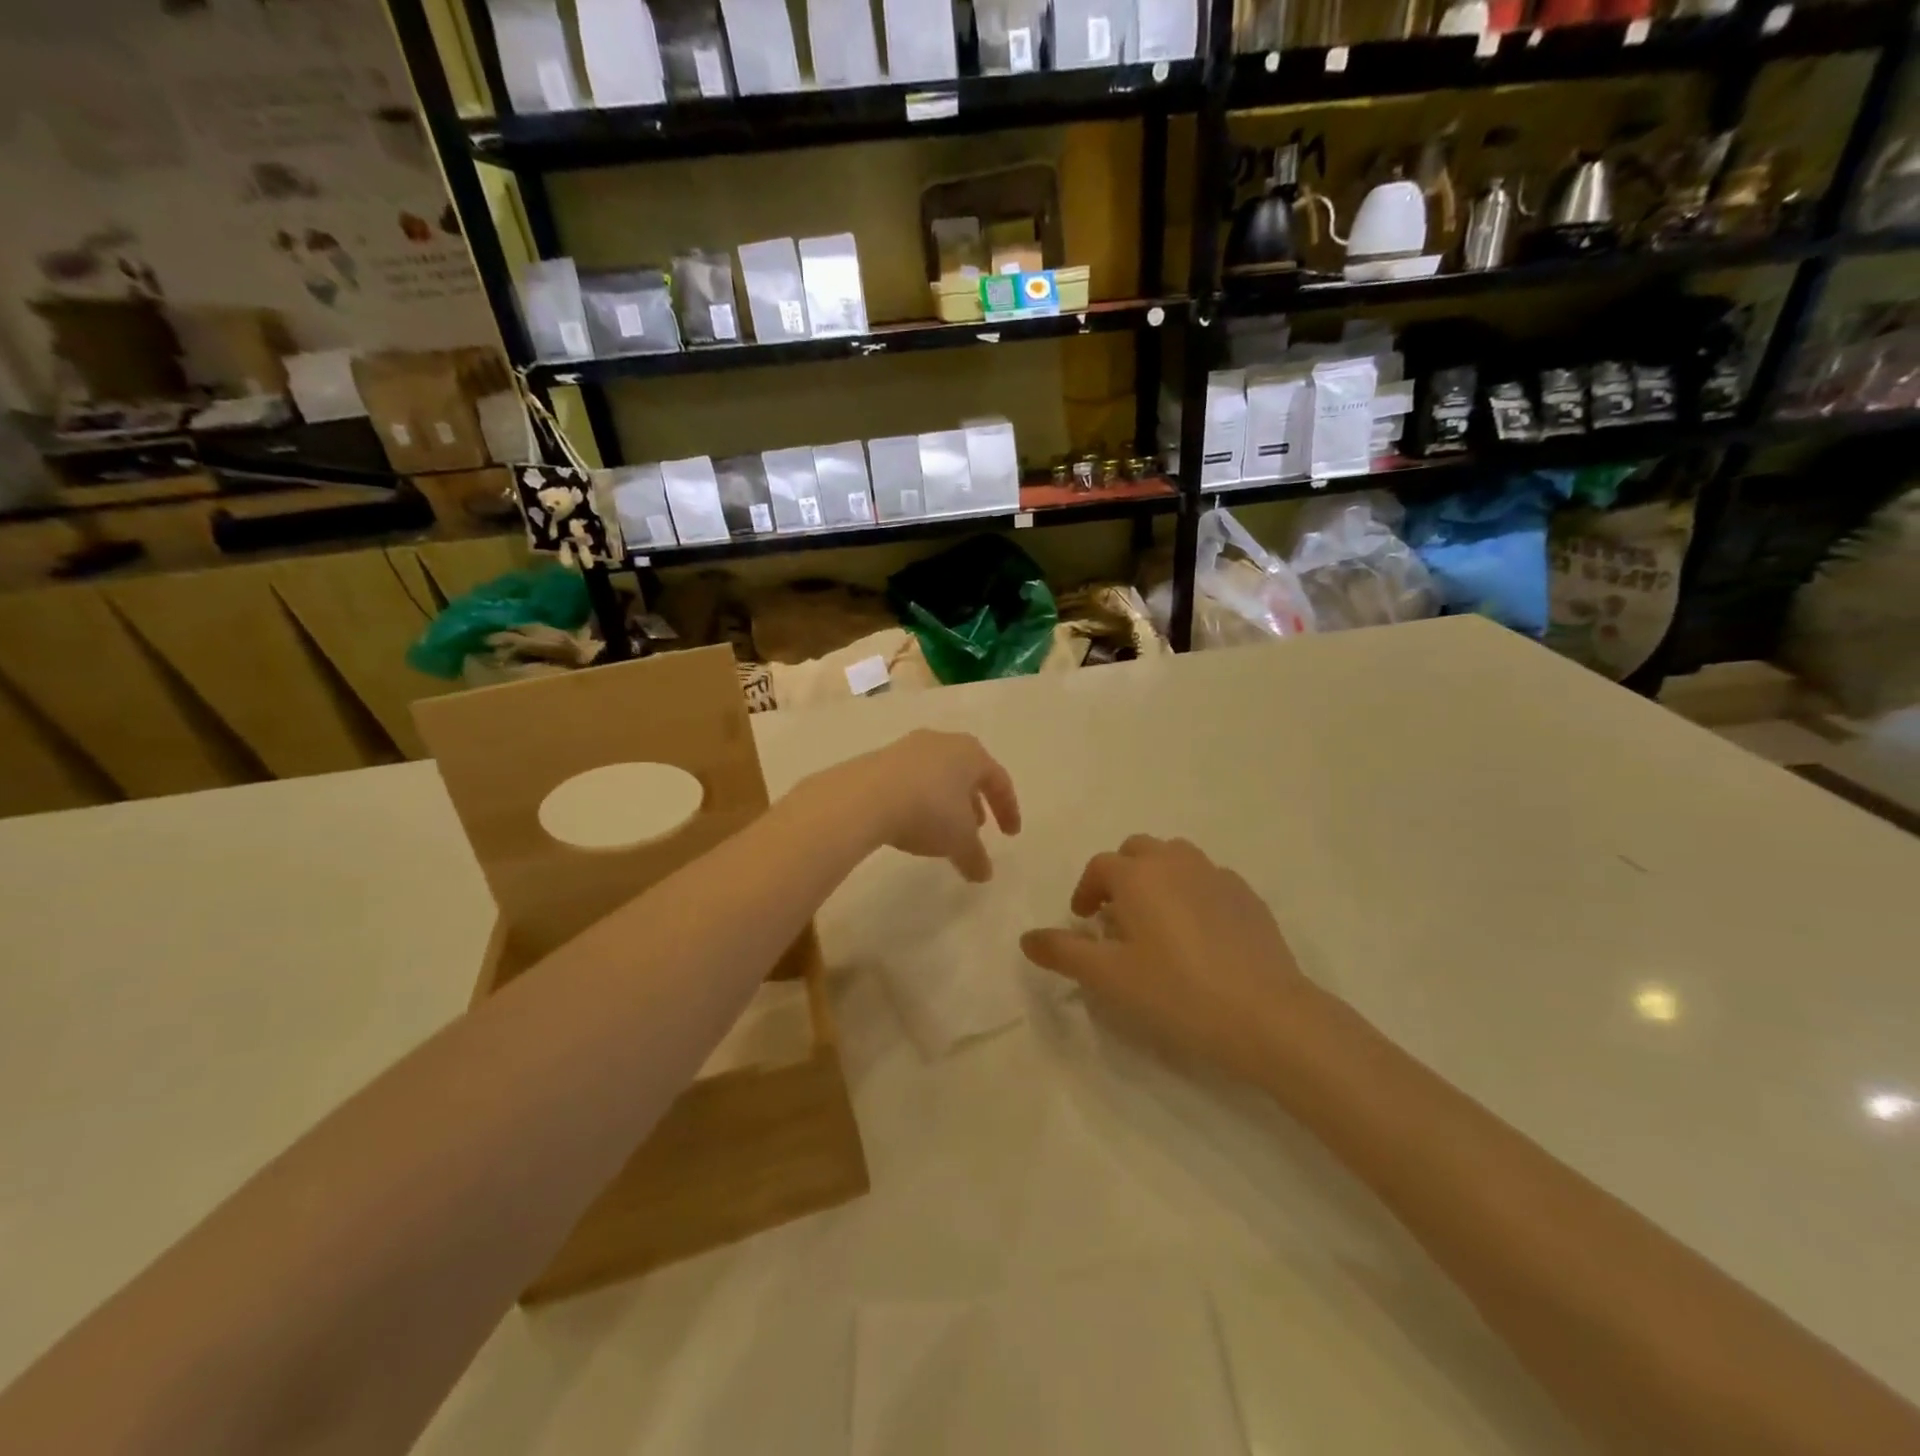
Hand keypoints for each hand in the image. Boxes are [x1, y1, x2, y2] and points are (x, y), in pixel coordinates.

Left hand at [816, 729, 1020, 881]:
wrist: (865, 797)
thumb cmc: (928, 811)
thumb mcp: (959, 841)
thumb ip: (975, 857)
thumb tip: (984, 873)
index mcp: (971, 753)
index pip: (999, 780)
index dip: (1008, 809)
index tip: (1010, 834)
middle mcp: (943, 742)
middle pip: (967, 772)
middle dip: (975, 801)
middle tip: (979, 827)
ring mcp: (909, 747)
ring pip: (938, 774)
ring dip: (946, 801)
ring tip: (944, 828)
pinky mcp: (880, 759)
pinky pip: (910, 780)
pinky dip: (919, 799)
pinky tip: (912, 822)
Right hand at [1020, 835, 1306, 1082]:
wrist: (1265, 1014)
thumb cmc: (1175, 992)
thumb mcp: (1107, 977)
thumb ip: (1062, 952)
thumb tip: (1026, 937)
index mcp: (1138, 875)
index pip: (1100, 867)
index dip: (1085, 891)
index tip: (1083, 922)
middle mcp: (1176, 862)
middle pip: (1138, 851)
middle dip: (1121, 875)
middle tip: (1117, 916)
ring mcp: (1216, 875)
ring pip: (1176, 859)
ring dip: (1158, 878)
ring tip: (1157, 920)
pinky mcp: (1247, 896)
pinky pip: (1208, 880)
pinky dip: (1193, 893)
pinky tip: (1199, 934)